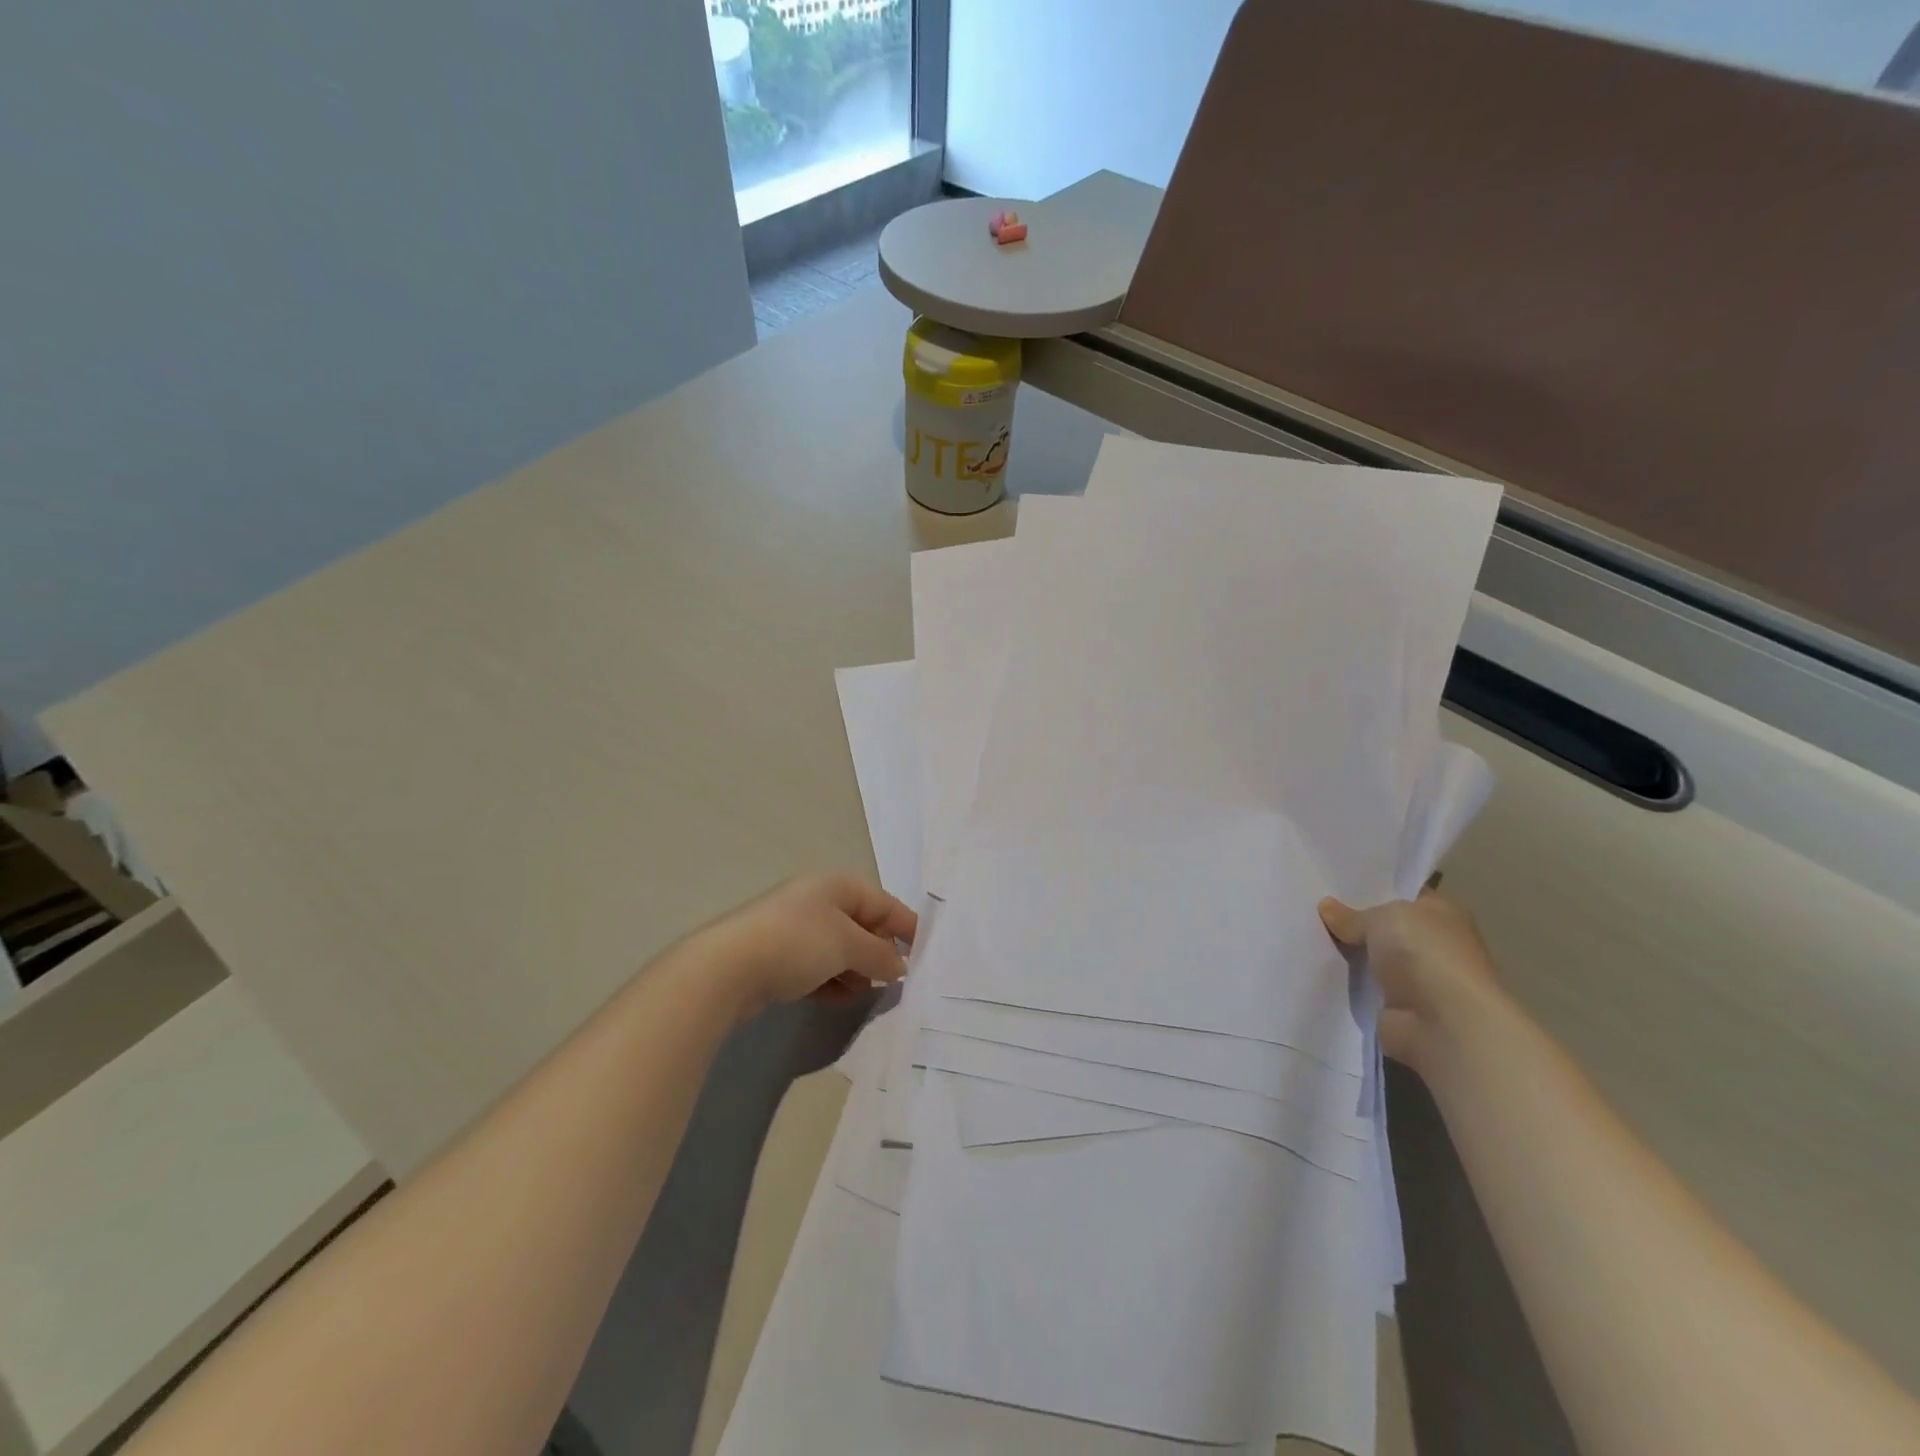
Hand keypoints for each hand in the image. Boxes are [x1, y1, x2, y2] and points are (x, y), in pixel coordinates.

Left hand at [697, 874, 917, 1021]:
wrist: (727, 969)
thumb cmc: (796, 943)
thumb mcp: (847, 945)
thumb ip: (880, 954)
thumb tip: (900, 964)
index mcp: (835, 886)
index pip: (882, 902)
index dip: (905, 925)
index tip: (924, 954)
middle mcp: (816, 902)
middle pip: (862, 925)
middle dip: (879, 951)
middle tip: (893, 979)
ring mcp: (795, 931)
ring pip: (840, 950)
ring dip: (856, 971)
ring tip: (863, 993)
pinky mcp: (779, 959)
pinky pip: (818, 968)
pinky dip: (832, 981)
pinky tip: (836, 999)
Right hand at [1318, 889, 1504, 1076]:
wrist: (1443, 1025)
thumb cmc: (1424, 955)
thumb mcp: (1383, 918)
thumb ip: (1353, 914)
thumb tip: (1327, 907)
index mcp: (1443, 913)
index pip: (1405, 893)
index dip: (1374, 887)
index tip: (1335, 882)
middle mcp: (1434, 943)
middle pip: (1385, 925)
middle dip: (1353, 919)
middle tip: (1311, 904)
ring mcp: (1417, 978)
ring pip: (1371, 956)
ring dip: (1347, 951)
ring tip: (1305, 932)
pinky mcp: (1398, 1006)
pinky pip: (1363, 985)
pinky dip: (1345, 980)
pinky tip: (1314, 965)